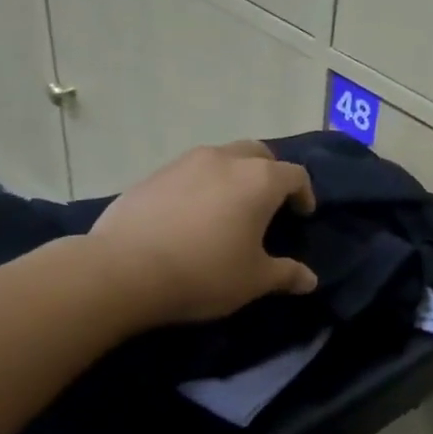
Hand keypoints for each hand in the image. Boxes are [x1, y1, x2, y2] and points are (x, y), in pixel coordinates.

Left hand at [86, 141, 318, 327]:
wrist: (123, 271)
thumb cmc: (205, 273)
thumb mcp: (254, 280)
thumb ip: (287, 274)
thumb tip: (310, 279)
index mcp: (259, 180)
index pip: (295, 175)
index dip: (304, 194)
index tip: (302, 214)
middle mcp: (225, 160)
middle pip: (258, 153)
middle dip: (270, 172)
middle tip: (269, 203)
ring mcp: (185, 163)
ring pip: (221, 157)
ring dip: (233, 175)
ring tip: (229, 208)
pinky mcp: (153, 175)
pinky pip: (189, 172)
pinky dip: (201, 185)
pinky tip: (191, 216)